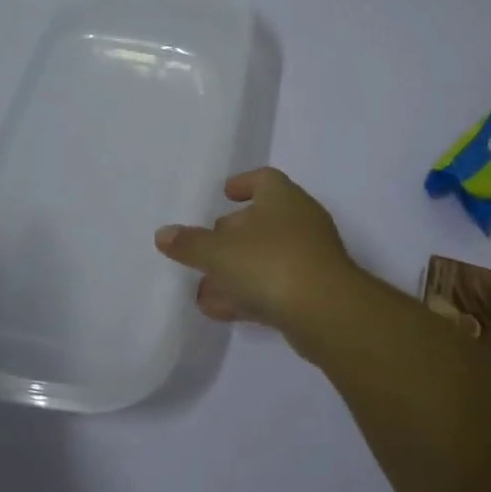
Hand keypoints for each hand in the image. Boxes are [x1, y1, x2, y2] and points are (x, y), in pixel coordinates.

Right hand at [154, 168, 365, 341]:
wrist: (327, 313)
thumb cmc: (270, 264)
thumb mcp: (219, 253)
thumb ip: (190, 244)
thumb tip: (163, 234)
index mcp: (282, 197)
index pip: (264, 179)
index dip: (243, 184)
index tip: (224, 194)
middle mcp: (300, 220)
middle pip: (262, 219)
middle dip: (231, 234)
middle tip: (204, 246)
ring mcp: (310, 257)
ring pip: (266, 257)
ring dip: (236, 270)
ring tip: (204, 288)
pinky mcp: (314, 291)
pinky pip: (275, 285)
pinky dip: (249, 293)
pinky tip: (222, 310)